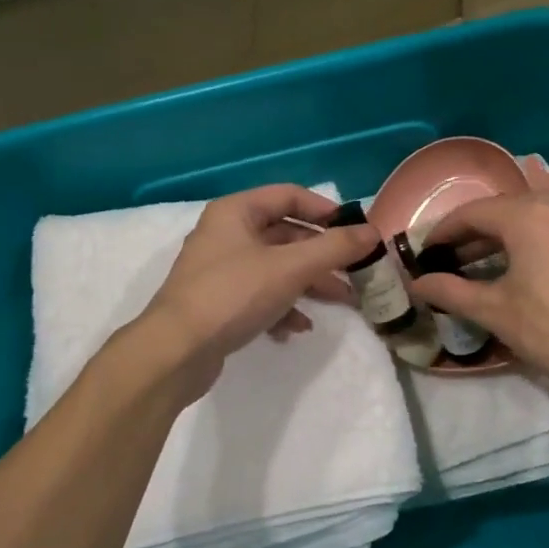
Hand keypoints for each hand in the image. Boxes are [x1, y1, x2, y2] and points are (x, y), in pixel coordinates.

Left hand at [138, 185, 378, 396]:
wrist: (176, 352)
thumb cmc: (233, 295)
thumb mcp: (290, 268)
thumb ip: (334, 248)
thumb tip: (373, 232)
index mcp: (236, 212)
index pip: (289, 195)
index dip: (326, 210)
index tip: (356, 230)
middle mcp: (226, 234)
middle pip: (286, 235)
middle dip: (323, 255)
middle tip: (356, 272)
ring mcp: (221, 270)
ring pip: (277, 267)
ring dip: (309, 283)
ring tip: (341, 302)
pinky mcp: (220, 302)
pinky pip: (260, 294)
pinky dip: (283, 306)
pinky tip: (297, 328)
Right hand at [411, 193, 548, 400]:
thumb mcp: (494, 311)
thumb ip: (450, 291)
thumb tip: (417, 283)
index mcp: (527, 214)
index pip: (471, 213)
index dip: (442, 232)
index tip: (424, 254)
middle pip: (501, 212)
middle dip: (470, 236)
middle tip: (446, 262)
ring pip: (529, 221)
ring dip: (499, 241)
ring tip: (475, 269)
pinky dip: (527, 245)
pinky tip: (518, 272)